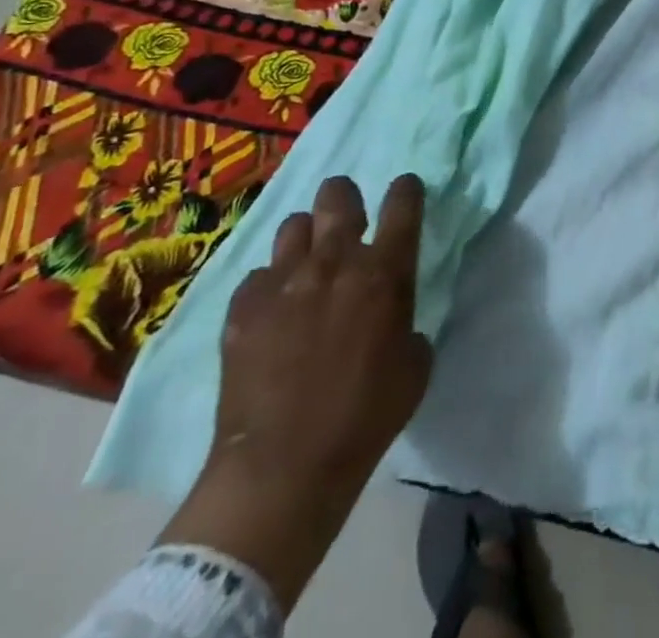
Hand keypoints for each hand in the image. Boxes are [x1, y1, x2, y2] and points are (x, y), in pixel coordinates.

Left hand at [158, 173, 432, 609]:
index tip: (405, 191)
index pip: (403, 202)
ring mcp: (284, 280)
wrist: (282, 469)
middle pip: (338, 194)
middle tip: (348, 223)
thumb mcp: (415, 366)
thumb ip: (407, 321)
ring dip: (307, 239)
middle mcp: (335, 260)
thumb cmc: (365, 418)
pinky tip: (272, 314)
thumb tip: (391, 313)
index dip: (406, 189)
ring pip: (294, 225)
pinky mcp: (243, 306)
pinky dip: (270, 286)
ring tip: (307, 266)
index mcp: (385, 271)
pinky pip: (259, 275)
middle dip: (345, 199)